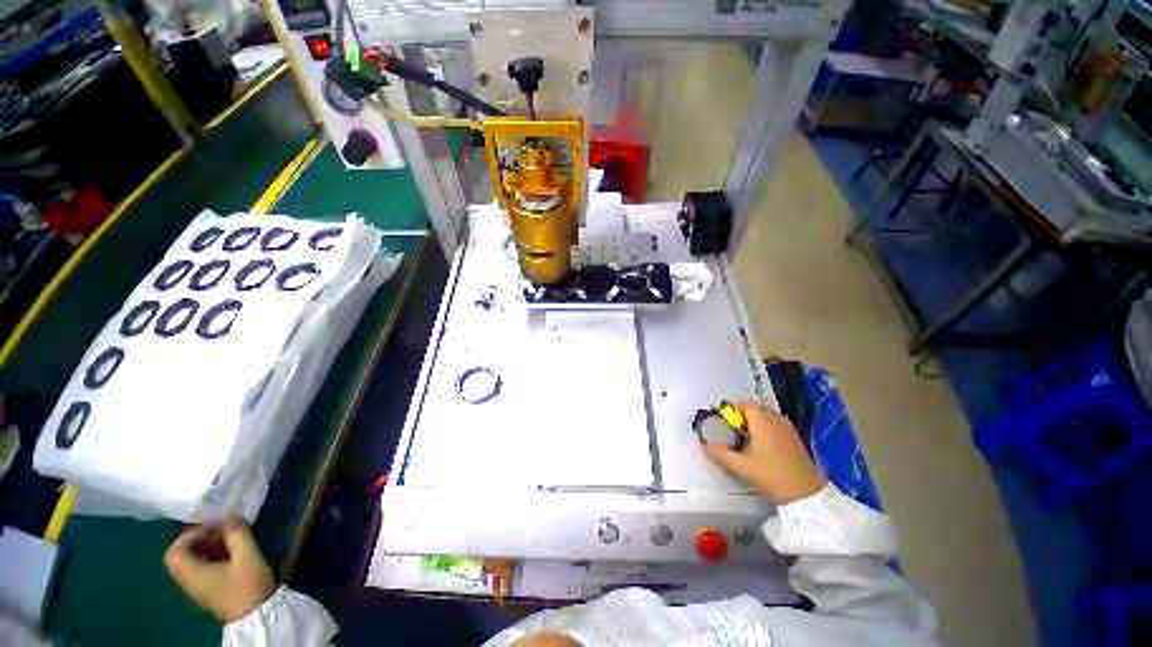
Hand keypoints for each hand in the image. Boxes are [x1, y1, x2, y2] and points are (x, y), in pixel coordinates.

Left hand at [164, 522, 274, 621]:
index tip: (213, 529)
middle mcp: (189, 581)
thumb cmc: (248, 585)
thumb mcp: (248, 555)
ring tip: (230, 543)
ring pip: (191, 563)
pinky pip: (200, 570)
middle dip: (200, 540)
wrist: (256, 615)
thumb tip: (231, 516)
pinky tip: (231, 556)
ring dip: (207, 549)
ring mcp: (197, 588)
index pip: (174, 552)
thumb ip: (238, 534)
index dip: (190, 535)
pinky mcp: (208, 591)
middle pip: (181, 556)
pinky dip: (211, 558)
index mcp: (192, 573)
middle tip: (222, 534)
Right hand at [702, 400, 826, 503]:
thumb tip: (704, 445)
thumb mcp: (741, 465)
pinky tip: (762, 445)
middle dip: (742, 415)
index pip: (745, 404)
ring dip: (755, 421)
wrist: (806, 494)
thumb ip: (720, 453)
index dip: (732, 408)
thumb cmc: (771, 475)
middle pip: (756, 409)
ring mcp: (788, 428)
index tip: (723, 418)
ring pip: (767, 416)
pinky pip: (777, 424)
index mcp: (762, 420)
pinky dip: (767, 428)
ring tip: (745, 436)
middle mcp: (776, 419)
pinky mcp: (795, 438)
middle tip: (731, 428)